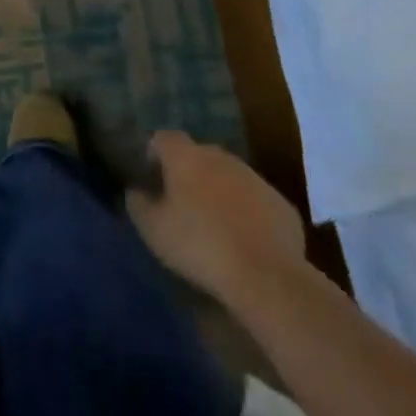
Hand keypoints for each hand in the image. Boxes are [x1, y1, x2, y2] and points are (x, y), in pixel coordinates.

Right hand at [126, 130, 306, 305]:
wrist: (266, 276)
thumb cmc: (199, 246)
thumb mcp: (153, 230)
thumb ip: (138, 204)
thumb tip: (135, 191)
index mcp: (186, 157)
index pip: (163, 138)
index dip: (154, 153)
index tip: (151, 177)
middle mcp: (220, 157)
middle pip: (198, 154)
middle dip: (188, 172)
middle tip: (180, 202)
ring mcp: (254, 178)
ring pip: (229, 176)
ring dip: (218, 191)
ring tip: (213, 223)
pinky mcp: (280, 203)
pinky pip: (255, 200)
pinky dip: (246, 211)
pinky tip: (244, 240)